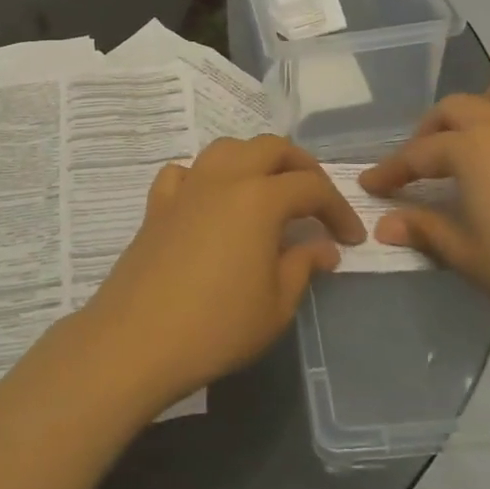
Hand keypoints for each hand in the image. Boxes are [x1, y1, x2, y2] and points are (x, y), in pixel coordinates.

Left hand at [81, 136, 365, 408]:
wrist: (137, 340)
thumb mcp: (276, 305)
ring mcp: (186, 188)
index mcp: (259, 198)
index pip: (311, 187)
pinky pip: (183, 172)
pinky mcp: (157, 206)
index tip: (351, 238)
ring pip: (226, 149)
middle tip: (316, 201)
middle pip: (270, 148)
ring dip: (254, 160)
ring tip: (267, 191)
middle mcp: (223, 179)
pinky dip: (204, 176)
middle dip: (301, 167)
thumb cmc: (217, 327)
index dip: (338, 208)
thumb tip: (323, 248)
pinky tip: (209, 201)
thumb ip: (303, 266)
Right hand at [360, 72, 489, 341]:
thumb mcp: (466, 254)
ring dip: (486, 103)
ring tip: (478, 134)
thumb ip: (424, 230)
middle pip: (456, 109)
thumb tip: (384, 224)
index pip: (418, 154)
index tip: (371, 184)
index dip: (391, 170)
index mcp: (473, 149)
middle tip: (421, 163)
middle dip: (430, 131)